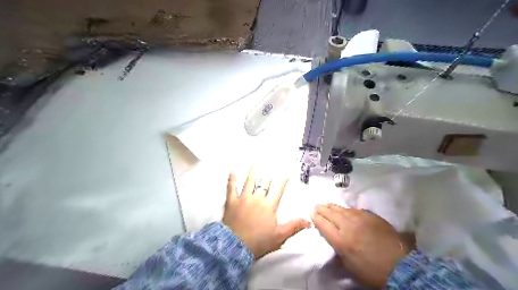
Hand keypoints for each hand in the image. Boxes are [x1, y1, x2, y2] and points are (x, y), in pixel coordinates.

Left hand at [223, 168, 310, 259]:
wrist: (235, 247)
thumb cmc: (259, 242)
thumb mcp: (279, 236)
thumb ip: (294, 227)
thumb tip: (308, 221)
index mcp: (269, 205)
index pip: (278, 189)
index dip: (282, 180)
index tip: (284, 174)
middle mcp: (257, 198)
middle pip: (264, 183)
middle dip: (268, 175)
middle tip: (270, 166)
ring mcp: (243, 198)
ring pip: (249, 182)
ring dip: (253, 172)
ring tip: (255, 163)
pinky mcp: (232, 202)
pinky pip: (231, 188)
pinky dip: (232, 180)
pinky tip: (232, 172)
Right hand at [312, 204, 412, 286]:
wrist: (399, 266)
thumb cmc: (371, 270)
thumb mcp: (349, 264)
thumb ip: (338, 247)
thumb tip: (332, 236)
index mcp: (341, 240)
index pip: (323, 224)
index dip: (316, 218)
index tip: (311, 213)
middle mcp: (348, 226)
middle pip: (331, 213)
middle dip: (322, 209)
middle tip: (316, 205)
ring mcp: (360, 219)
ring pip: (342, 209)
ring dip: (332, 206)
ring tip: (326, 204)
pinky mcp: (371, 216)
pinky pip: (355, 210)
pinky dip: (346, 209)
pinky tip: (344, 209)